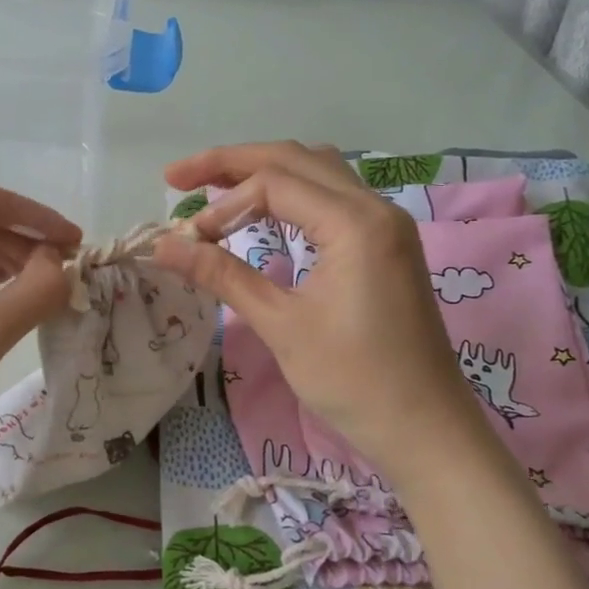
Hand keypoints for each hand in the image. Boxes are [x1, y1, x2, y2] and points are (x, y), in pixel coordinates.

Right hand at [151, 142, 486, 483]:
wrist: (425, 430)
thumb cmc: (354, 381)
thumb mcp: (281, 325)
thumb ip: (222, 275)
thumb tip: (162, 247)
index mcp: (355, 223)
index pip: (274, 184)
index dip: (221, 205)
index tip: (187, 241)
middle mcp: (375, 208)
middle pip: (294, 159)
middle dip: (232, 163)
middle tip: (178, 178)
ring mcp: (385, 225)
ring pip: (316, 172)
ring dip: (263, 172)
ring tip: (213, 185)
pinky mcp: (385, 245)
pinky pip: (332, 197)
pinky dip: (290, 194)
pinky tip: (262, 211)